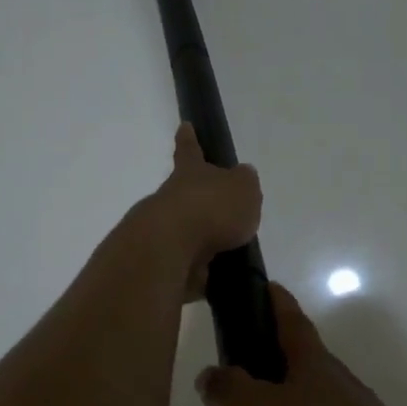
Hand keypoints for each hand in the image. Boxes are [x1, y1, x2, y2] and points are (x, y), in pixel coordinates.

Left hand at [135, 124, 262, 300]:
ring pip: (184, 231)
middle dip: (200, 201)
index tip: (183, 126)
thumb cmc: (211, 208)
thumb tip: (242, 177)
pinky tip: (217, 278)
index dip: (189, 139)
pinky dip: (199, 270)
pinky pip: (185, 265)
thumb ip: (244, 184)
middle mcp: (171, 198)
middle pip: (185, 194)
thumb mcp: (243, 189)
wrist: (170, 249)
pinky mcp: (161, 263)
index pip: (190, 150)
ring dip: (202, 240)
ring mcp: (163, 231)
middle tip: (219, 211)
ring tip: (228, 252)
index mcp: (191, 173)